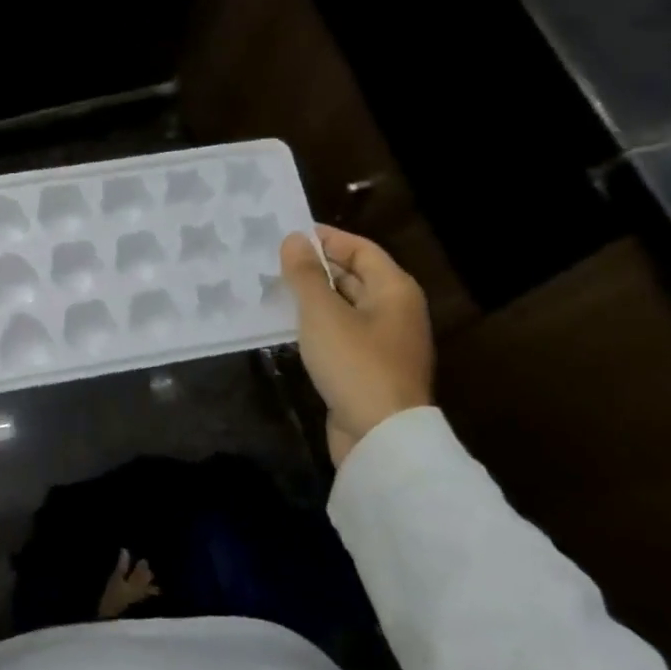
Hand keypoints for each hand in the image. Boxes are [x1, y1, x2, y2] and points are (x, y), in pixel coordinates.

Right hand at [280, 225, 433, 467]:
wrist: (380, 435)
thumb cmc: (354, 362)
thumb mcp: (322, 312)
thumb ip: (305, 274)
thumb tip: (294, 239)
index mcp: (394, 290)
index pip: (361, 249)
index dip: (327, 239)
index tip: (289, 234)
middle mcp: (395, 311)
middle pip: (355, 276)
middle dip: (317, 267)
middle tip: (275, 260)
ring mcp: (384, 342)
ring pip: (346, 306)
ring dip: (314, 296)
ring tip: (275, 288)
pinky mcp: (369, 368)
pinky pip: (342, 333)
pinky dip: (318, 324)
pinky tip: (289, 326)